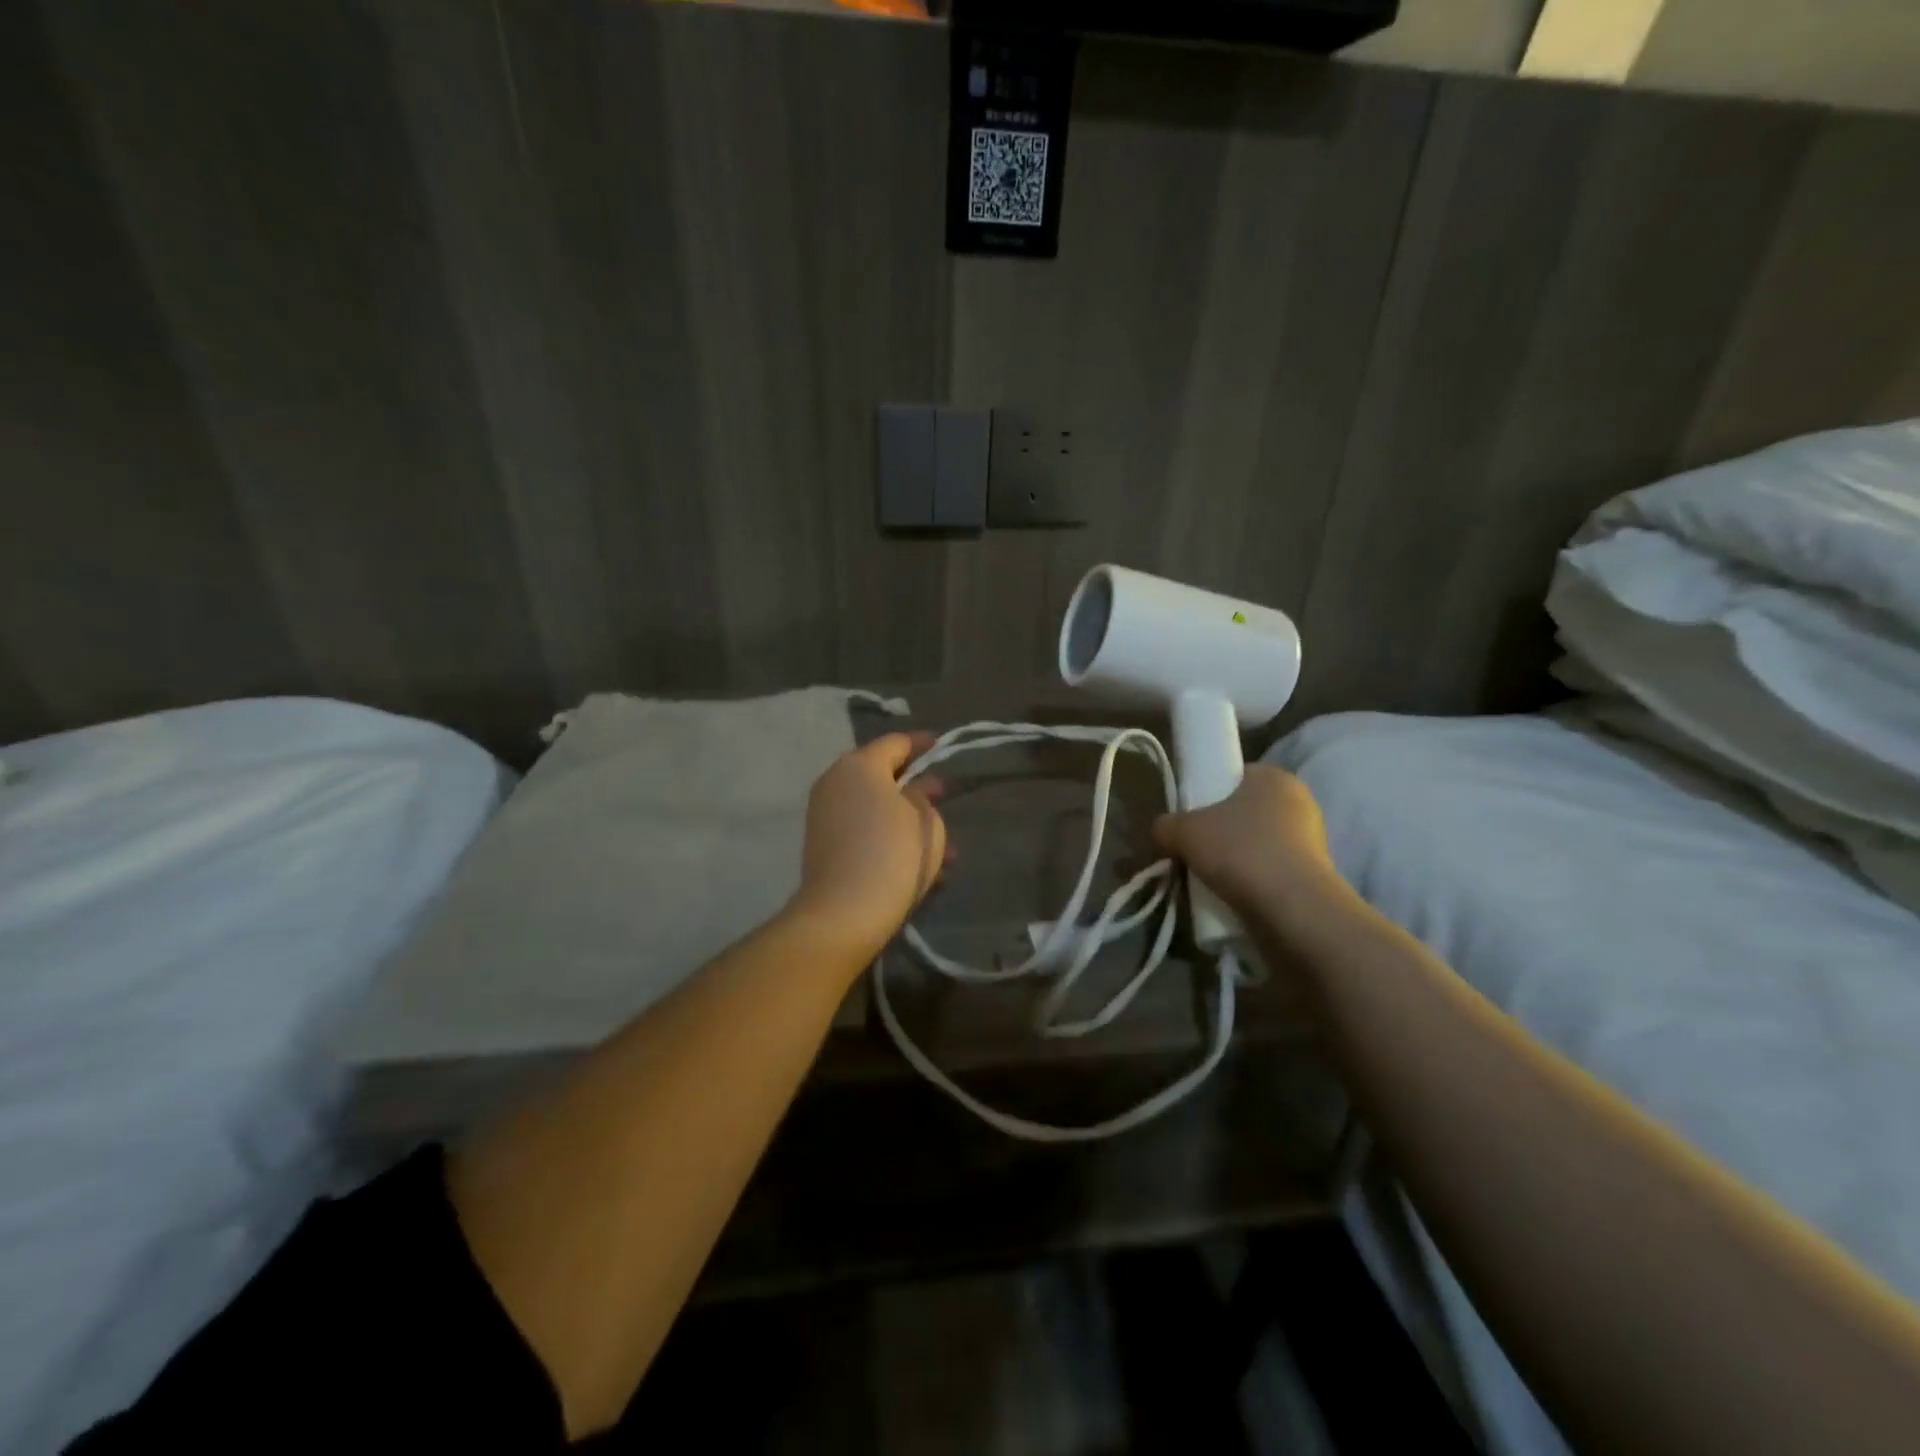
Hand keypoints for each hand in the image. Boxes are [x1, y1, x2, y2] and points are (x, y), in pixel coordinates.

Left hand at [786, 733, 948, 967]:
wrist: (844, 912)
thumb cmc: (892, 854)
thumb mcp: (925, 819)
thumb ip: (923, 795)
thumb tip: (916, 788)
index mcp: (860, 765)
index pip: (896, 742)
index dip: (922, 743)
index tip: (941, 746)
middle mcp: (835, 781)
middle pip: (880, 774)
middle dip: (914, 786)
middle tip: (943, 797)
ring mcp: (824, 813)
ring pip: (874, 807)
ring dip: (906, 819)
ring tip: (943, 847)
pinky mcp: (822, 843)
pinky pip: (862, 829)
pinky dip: (888, 836)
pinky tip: (918, 863)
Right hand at [1152, 766, 1345, 920]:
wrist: (1292, 909)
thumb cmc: (1240, 851)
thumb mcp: (1183, 831)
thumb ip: (1166, 824)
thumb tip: (1163, 831)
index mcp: (1273, 777)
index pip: (1234, 777)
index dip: (1207, 795)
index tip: (1189, 820)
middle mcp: (1299, 801)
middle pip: (1244, 813)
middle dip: (1219, 833)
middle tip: (1194, 852)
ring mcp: (1313, 840)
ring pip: (1257, 845)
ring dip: (1235, 860)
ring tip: (1210, 881)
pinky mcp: (1316, 875)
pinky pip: (1271, 872)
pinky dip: (1252, 882)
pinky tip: (1232, 897)